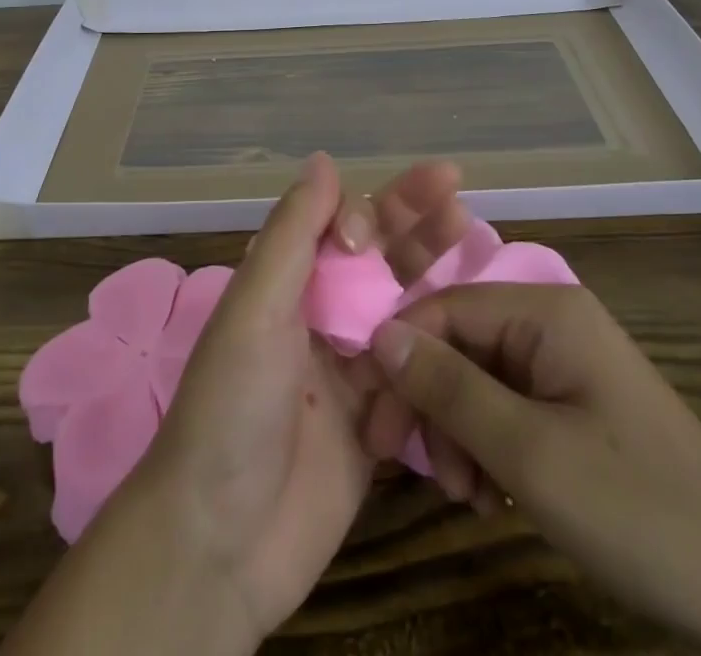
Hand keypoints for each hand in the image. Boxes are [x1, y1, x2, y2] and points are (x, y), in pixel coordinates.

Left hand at [98, 153, 473, 645]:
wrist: (223, 541)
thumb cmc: (232, 406)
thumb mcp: (256, 308)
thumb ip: (293, 234)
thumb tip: (324, 159)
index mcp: (286, 282)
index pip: (336, 224)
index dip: (362, 212)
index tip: (371, 232)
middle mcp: (320, 314)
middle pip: (377, 255)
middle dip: (412, 219)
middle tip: (454, 186)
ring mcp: (352, 366)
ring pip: (403, 303)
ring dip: (434, 268)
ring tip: (470, 232)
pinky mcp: (379, 419)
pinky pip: (418, 369)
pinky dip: (444, 343)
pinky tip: (477, 322)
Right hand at [369, 284, 700, 655]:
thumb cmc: (638, 509)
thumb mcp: (529, 454)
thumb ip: (449, 389)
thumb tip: (378, 336)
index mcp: (544, 311)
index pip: (443, 308)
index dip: (401, 359)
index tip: (375, 425)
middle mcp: (551, 321)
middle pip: (458, 344)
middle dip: (432, 406)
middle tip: (425, 475)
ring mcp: (565, 362)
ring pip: (477, 379)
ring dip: (457, 434)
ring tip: (466, 496)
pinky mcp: (573, 403)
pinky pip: (506, 405)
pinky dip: (487, 446)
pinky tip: (490, 494)